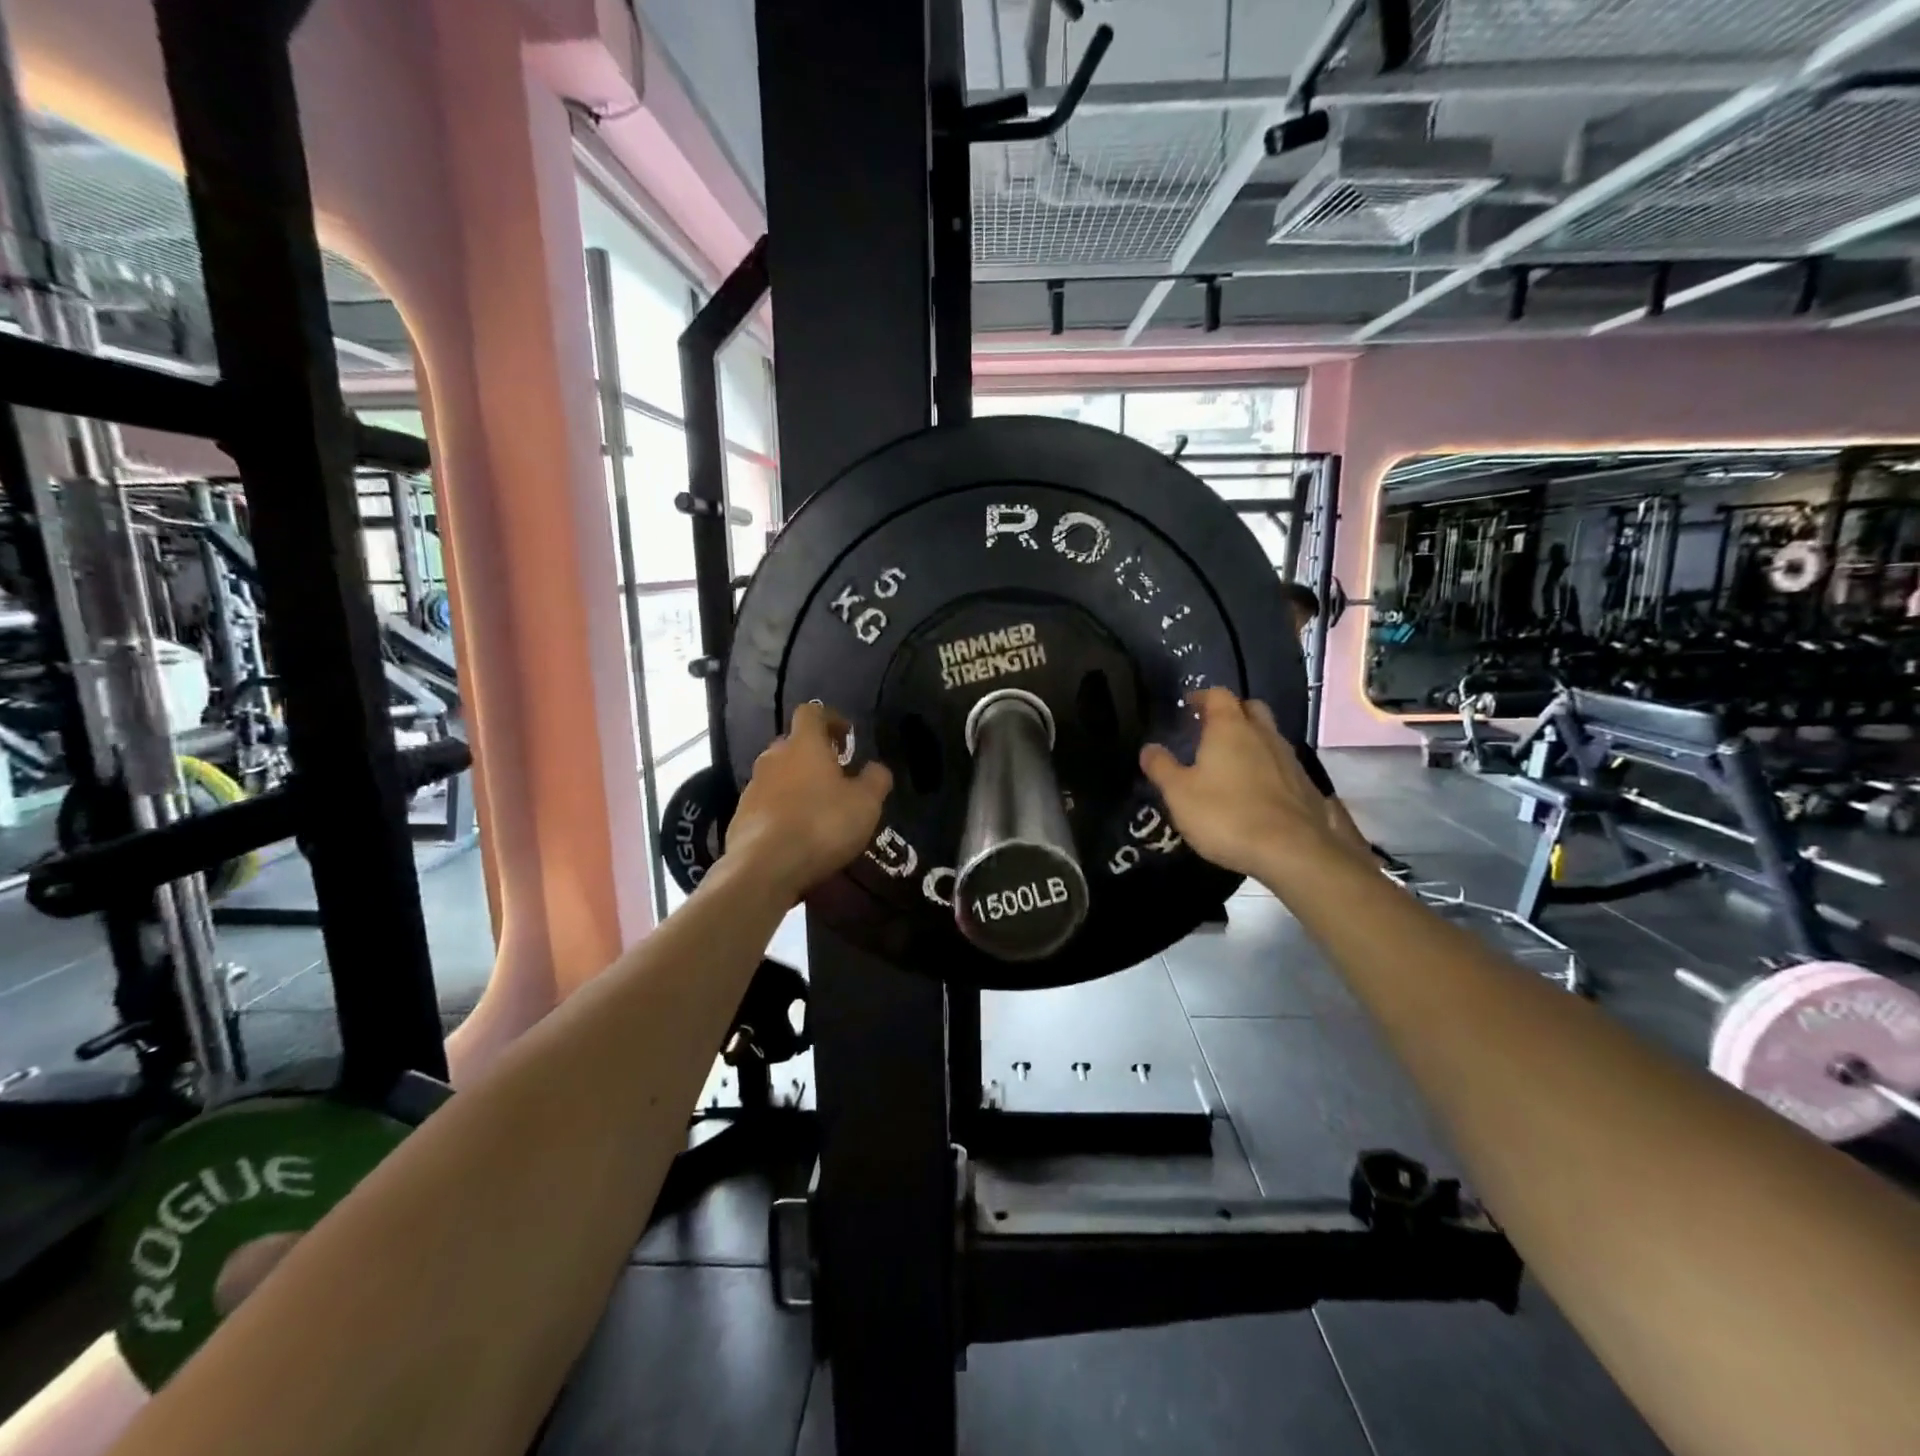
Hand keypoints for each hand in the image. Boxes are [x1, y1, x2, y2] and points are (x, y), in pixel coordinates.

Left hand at [726, 702, 892, 904]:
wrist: (764, 867)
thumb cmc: (822, 824)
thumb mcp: (866, 803)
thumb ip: (875, 779)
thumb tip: (876, 768)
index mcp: (804, 744)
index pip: (811, 712)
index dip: (830, 719)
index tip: (846, 735)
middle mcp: (773, 757)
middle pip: (792, 744)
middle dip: (813, 755)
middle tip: (835, 775)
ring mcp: (752, 787)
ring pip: (778, 776)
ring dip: (796, 784)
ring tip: (816, 809)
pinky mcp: (739, 817)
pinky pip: (765, 804)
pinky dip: (781, 811)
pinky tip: (795, 834)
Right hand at [1139, 688, 1341, 883]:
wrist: (1292, 851)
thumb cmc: (1226, 815)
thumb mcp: (1179, 794)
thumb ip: (1162, 767)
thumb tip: (1148, 748)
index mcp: (1230, 728)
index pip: (1218, 695)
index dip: (1202, 697)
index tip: (1188, 707)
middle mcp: (1263, 734)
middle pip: (1250, 708)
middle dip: (1232, 713)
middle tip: (1211, 729)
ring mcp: (1289, 759)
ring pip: (1269, 736)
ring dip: (1251, 741)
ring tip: (1231, 762)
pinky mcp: (1305, 785)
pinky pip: (1282, 764)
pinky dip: (1267, 767)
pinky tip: (1255, 790)